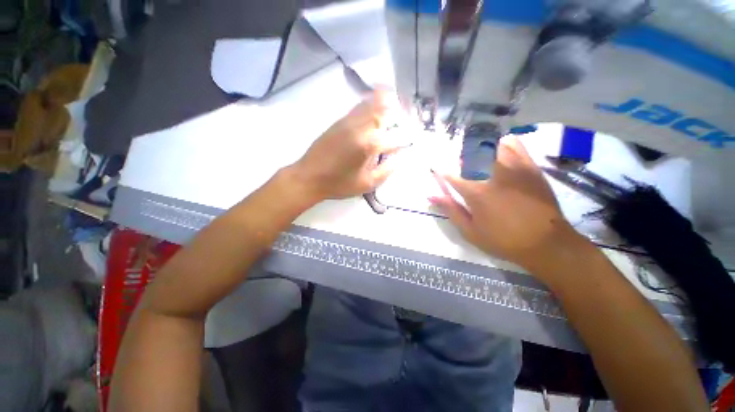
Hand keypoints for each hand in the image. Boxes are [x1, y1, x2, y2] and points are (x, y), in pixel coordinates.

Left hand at [291, 90, 403, 200]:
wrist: (309, 176)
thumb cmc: (339, 184)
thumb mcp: (367, 184)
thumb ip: (386, 171)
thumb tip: (397, 158)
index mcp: (369, 145)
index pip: (394, 138)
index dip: (404, 140)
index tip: (409, 142)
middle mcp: (361, 128)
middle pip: (384, 112)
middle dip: (397, 113)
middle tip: (405, 116)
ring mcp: (349, 122)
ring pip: (371, 104)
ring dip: (385, 103)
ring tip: (395, 103)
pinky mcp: (339, 121)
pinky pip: (358, 107)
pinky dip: (370, 103)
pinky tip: (375, 105)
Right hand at [430, 135, 583, 271]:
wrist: (547, 243)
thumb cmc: (503, 240)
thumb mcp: (470, 231)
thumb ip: (450, 210)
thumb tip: (431, 195)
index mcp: (475, 192)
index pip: (450, 173)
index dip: (440, 171)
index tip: (436, 171)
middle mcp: (492, 174)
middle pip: (469, 155)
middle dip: (458, 159)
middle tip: (458, 168)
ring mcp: (513, 167)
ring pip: (490, 146)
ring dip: (477, 150)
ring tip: (475, 159)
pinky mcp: (530, 166)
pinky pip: (514, 145)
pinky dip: (502, 144)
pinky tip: (497, 151)